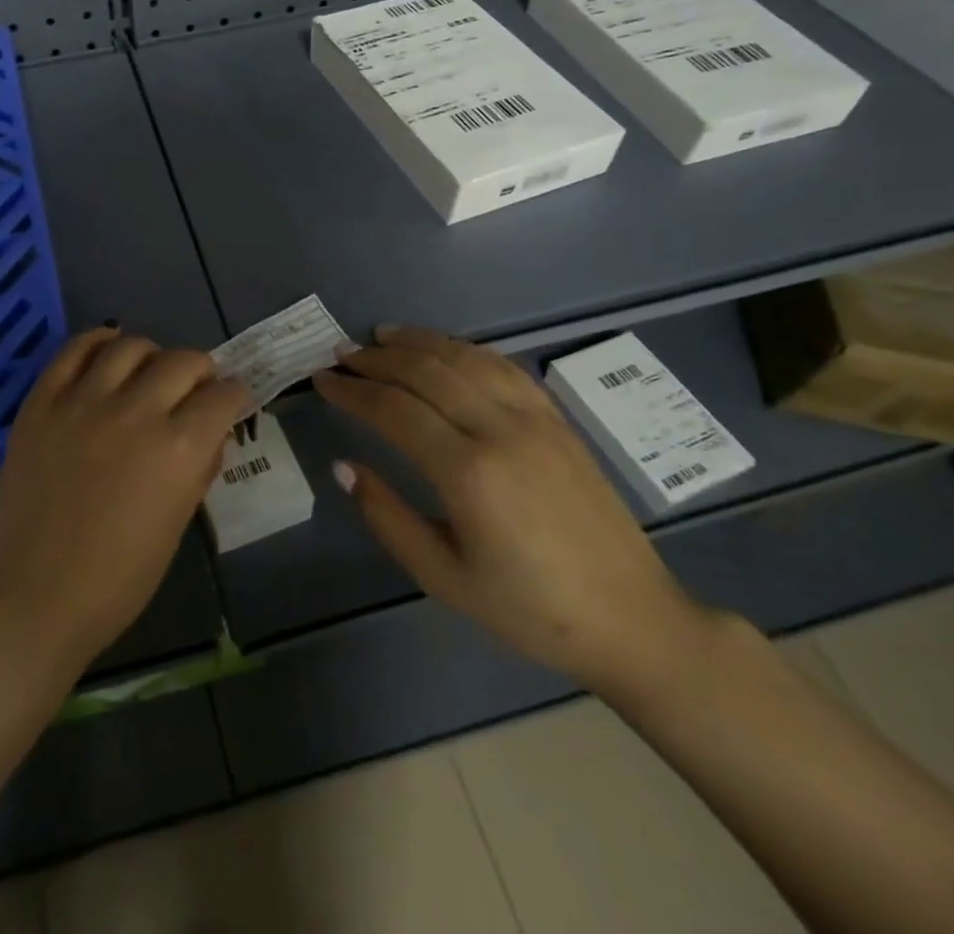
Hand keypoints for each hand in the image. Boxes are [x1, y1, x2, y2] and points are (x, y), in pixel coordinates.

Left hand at [0, 327, 252, 668]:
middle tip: (193, 390)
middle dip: (200, 372)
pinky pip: (74, 350)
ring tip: (147, 374)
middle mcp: (137, 412)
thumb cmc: (116, 580)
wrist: (32, 596)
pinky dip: (98, 342)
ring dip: (151, 356)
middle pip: (183, 360)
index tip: (230, 403)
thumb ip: (198, 467)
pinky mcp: (43, 401)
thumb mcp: (176, 524)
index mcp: (179, 449)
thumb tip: (208, 433)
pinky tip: (107, 353)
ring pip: (130, 346)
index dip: (234, 397)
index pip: (223, 395)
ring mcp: (84, 401)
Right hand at [313, 324, 707, 691]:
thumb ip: (387, 517)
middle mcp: (500, 430)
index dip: (351, 390)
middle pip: (425, 371)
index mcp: (468, 473)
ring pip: (464, 357)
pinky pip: (502, 366)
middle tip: (341, 354)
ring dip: (418, 341)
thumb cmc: (529, 609)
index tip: (321, 380)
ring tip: (381, 336)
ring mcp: (534, 418)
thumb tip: (344, 465)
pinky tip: (443, 349)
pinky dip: (464, 348)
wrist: (632, 617)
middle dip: (376, 358)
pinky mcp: (556, 419)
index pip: (393, 409)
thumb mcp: (444, 578)